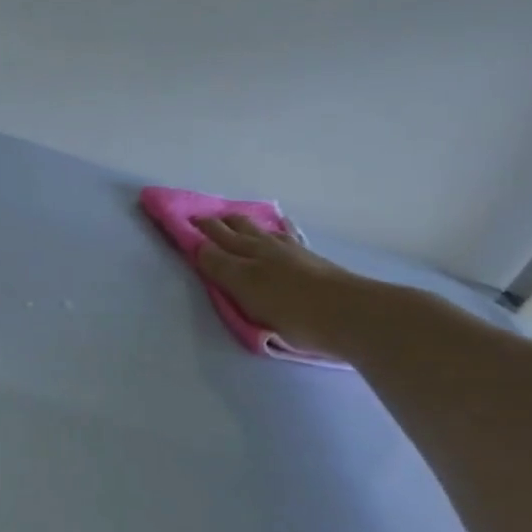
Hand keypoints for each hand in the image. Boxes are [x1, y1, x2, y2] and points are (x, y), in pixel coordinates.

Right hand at [194, 215, 374, 356]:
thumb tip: (199, 246)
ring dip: (246, 224)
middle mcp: (266, 247)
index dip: (200, 231)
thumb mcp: (244, 289)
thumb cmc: (288, 307)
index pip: (215, 240)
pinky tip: (280, 228)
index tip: (184, 221)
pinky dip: (279, 229)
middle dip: (219, 223)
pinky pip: (289, 237)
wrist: (348, 313)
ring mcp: (292, 252)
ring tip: (235, 218)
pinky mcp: (312, 261)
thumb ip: (220, 267)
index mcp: (246, 255)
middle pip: (238, 230)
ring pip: (263, 231)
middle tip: (203, 217)